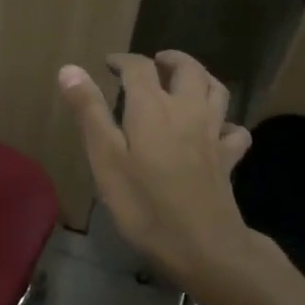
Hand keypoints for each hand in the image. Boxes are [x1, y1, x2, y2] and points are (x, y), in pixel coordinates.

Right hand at [58, 51, 253, 286]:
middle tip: (155, 62)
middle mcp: (187, 110)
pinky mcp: (229, 158)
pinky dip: (226, 122)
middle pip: (188, 69)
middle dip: (170, 59)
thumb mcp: (105, 159)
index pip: (139, 67)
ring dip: (202, 77)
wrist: (202, 244)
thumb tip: (69, 68)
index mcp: (153, 107)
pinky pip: (234, 130)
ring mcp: (213, 134)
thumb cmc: (144, 203)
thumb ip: (89, 112)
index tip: (109, 63)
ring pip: (217, 90)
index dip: (123, 60)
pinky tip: (216, 130)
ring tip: (187, 81)